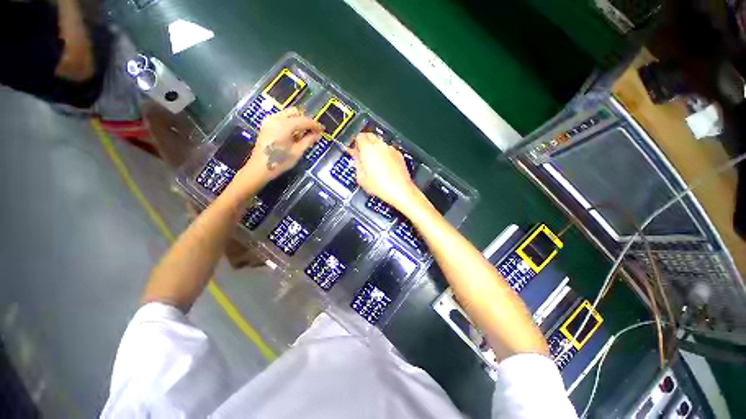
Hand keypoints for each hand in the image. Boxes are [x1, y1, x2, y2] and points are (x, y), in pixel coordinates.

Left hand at [239, 107, 322, 185]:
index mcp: (284, 125)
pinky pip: (281, 118)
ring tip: (303, 135)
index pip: (304, 120)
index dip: (315, 125)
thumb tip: (318, 134)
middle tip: (313, 132)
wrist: (259, 168)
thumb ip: (308, 141)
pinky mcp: (266, 125)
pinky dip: (290, 123)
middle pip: (295, 112)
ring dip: (297, 121)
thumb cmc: (280, 162)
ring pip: (288, 114)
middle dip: (305, 121)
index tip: (322, 130)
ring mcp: (269, 121)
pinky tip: (293, 135)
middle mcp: (276, 118)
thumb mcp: (297, 152)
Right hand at [349, 133, 419, 211]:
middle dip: (365, 143)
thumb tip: (355, 157)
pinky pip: (389, 151)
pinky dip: (385, 155)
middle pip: (370, 136)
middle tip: (362, 155)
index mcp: (368, 149)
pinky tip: (384, 167)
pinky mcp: (399, 155)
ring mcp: (391, 149)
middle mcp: (380, 146)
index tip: (354, 150)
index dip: (355, 143)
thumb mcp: (361, 178)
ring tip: (374, 164)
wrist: (400, 190)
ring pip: (380, 143)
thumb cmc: (381, 186)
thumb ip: (356, 163)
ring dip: (375, 149)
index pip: (359, 136)